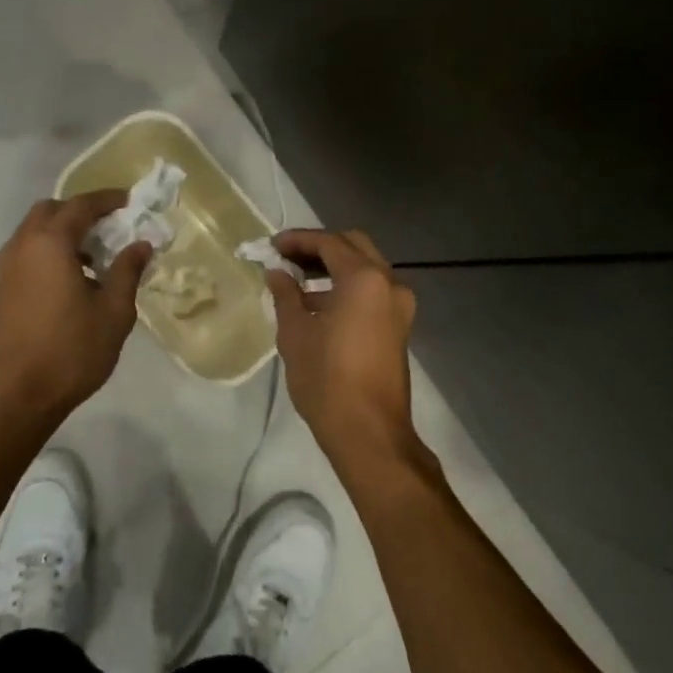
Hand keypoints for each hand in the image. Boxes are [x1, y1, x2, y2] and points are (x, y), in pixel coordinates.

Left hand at [0, 192, 151, 430]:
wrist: (11, 397)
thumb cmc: (69, 352)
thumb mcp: (113, 313)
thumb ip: (126, 272)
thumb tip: (140, 244)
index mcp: (50, 243)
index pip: (80, 206)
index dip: (106, 200)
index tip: (128, 202)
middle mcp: (21, 246)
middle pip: (50, 212)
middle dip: (79, 212)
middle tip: (108, 228)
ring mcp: (4, 269)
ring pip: (33, 233)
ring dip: (61, 234)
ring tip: (92, 259)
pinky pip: (25, 255)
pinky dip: (47, 253)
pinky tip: (68, 283)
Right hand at [266, 229, 421, 475]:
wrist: (369, 432)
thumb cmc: (326, 378)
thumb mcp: (295, 333)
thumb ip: (286, 295)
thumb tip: (277, 274)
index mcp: (364, 279)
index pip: (329, 242)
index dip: (298, 240)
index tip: (272, 246)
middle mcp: (389, 283)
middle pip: (354, 247)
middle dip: (320, 248)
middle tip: (288, 258)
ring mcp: (399, 306)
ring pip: (366, 269)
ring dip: (335, 268)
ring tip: (298, 282)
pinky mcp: (399, 327)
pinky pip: (373, 292)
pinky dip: (348, 288)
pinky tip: (319, 306)